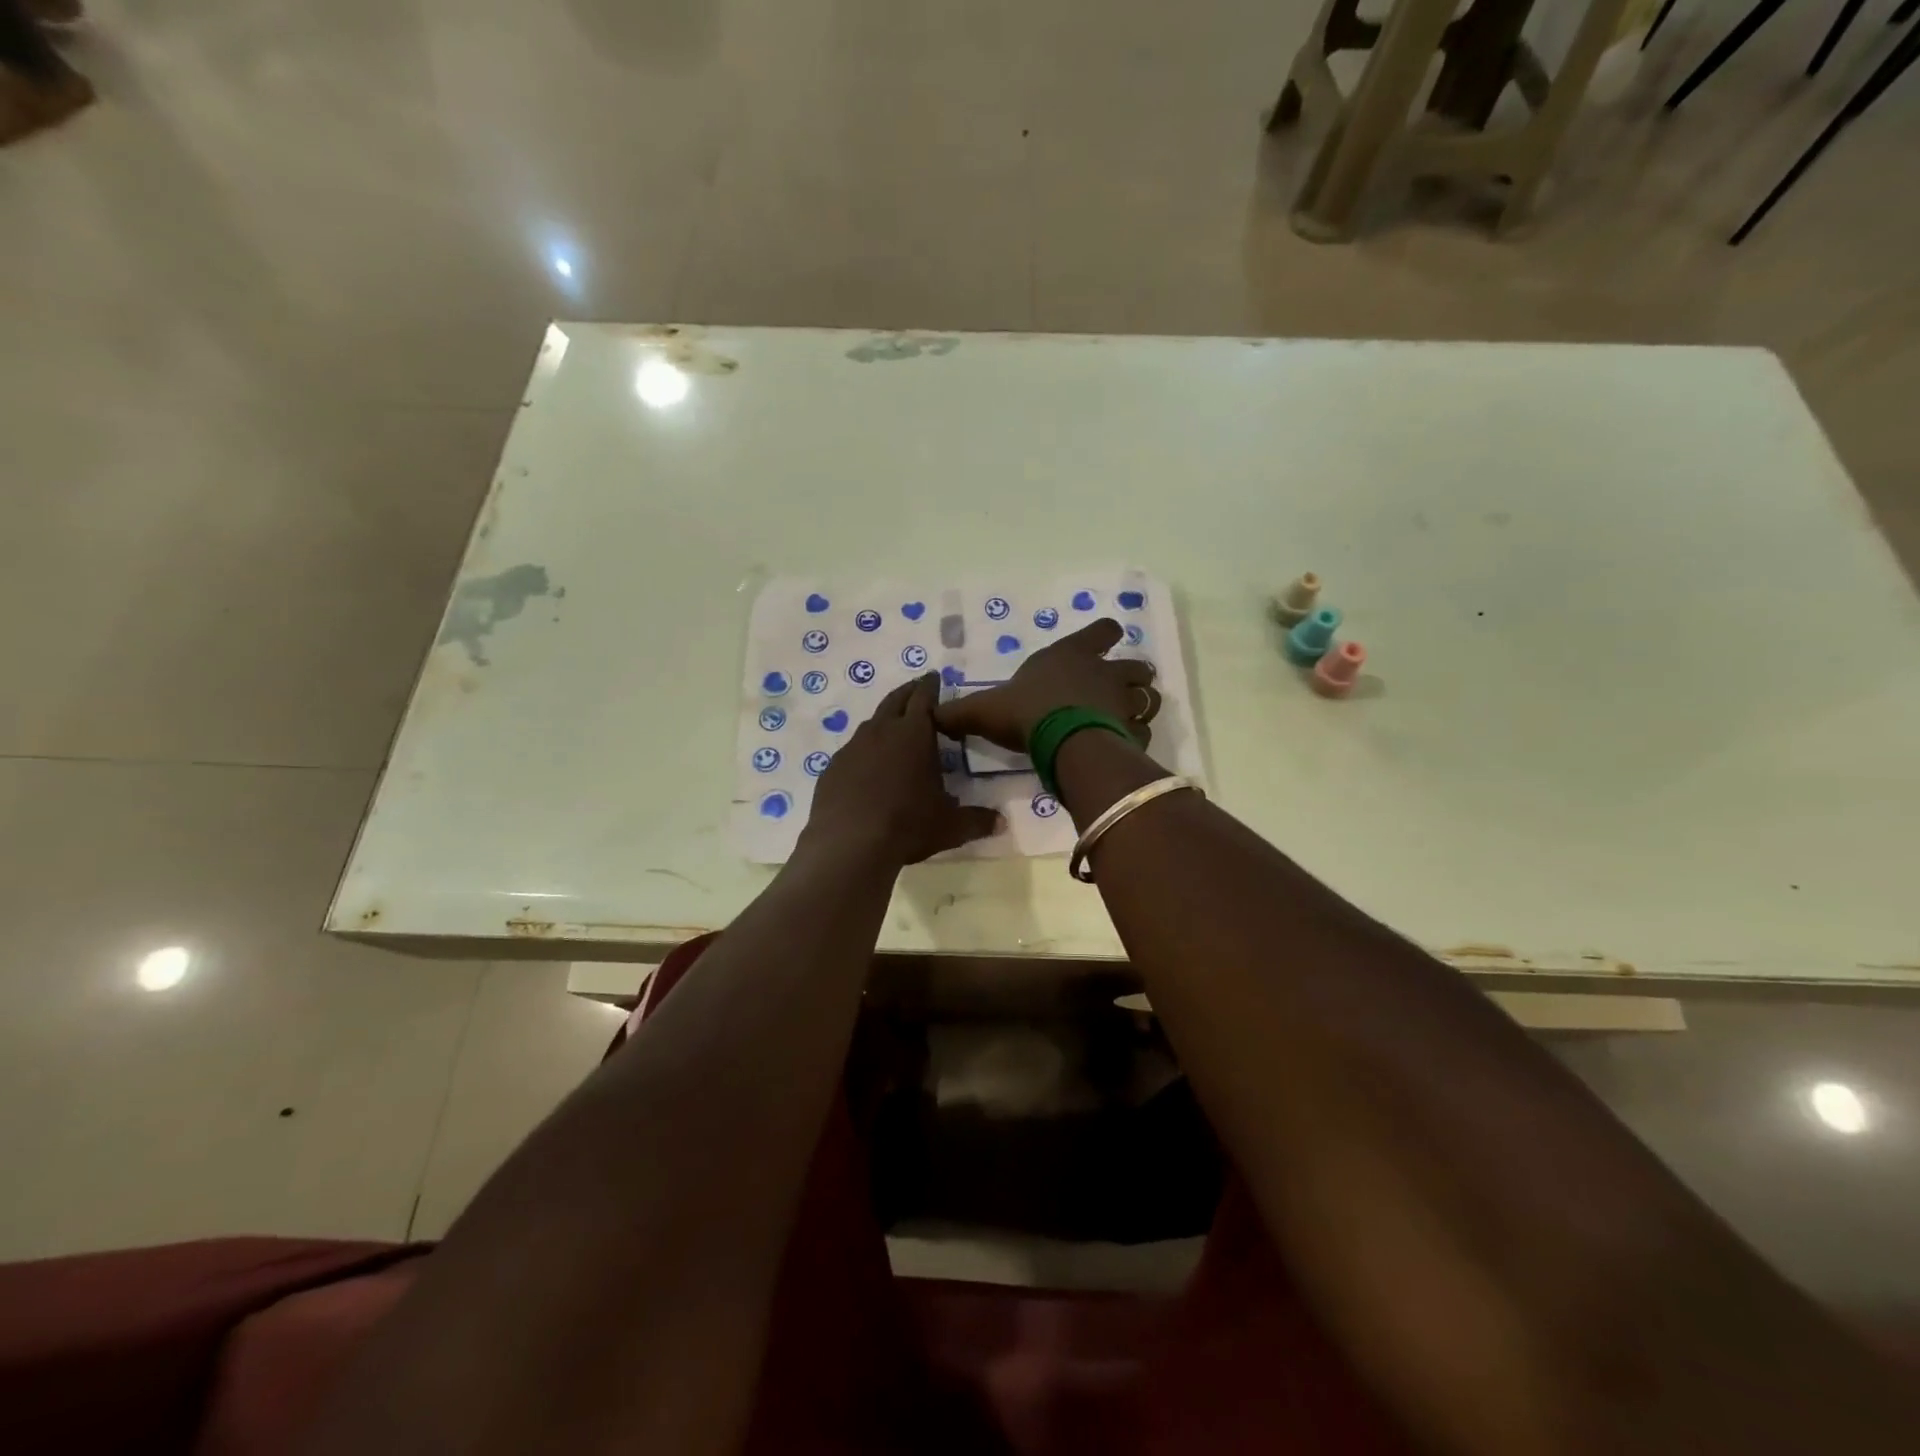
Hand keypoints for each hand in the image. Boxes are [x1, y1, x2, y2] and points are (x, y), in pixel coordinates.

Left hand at [798, 673, 1002, 865]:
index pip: (924, 697)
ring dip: (885, 720)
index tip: (934, 677)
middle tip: (917, 689)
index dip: (930, 685)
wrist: (849, 844)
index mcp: (914, 734)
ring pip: (871, 724)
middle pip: (895, 700)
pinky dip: (864, 750)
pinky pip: (852, 751)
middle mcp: (882, 732)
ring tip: (893, 728)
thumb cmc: (907, 825)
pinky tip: (867, 767)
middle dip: (908, 692)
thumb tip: (1001, 824)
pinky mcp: (833, 768)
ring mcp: (853, 748)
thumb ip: (977, 821)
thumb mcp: (950, 826)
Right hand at [933, 619, 1158, 751]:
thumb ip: (959, 713)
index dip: (1104, 635)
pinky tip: (1122, 746)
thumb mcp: (984, 710)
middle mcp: (1104, 674)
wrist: (1064, 743)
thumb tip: (930, 715)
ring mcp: (1123, 703)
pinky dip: (1136, 738)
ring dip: (1140, 705)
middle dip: (1132, 675)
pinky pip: (1142, 733)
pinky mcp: (1132, 733)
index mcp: (1071, 656)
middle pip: (1136, 666)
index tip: (1105, 639)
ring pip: (1148, 698)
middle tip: (1118, 688)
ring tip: (1126, 717)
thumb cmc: (1026, 713)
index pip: (1101, 632)